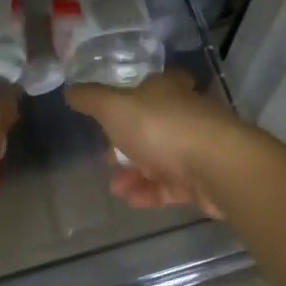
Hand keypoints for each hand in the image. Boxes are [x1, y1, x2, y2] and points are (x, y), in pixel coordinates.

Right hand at [65, 70, 239, 217]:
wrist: (215, 167)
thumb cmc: (161, 127)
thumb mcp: (114, 107)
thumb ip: (90, 100)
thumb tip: (70, 91)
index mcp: (167, 90)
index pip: (155, 84)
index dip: (136, 94)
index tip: (116, 109)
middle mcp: (185, 115)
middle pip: (155, 125)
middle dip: (129, 142)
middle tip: (107, 156)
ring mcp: (197, 149)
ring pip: (161, 159)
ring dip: (135, 173)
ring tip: (113, 187)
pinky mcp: (203, 181)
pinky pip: (171, 187)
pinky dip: (149, 192)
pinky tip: (129, 200)